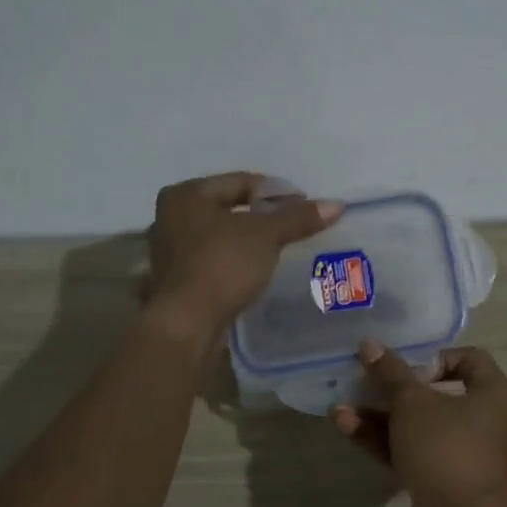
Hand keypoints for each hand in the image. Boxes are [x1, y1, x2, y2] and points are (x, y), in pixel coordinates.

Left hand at [145, 173, 341, 345]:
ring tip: (279, 250)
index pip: (240, 181)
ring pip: (219, 236)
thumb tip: (337, 204)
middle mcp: (169, 218)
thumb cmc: (222, 265)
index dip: (276, 191)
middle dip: (261, 216)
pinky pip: (213, 260)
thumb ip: (299, 217)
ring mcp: (169, 252)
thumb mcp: (266, 236)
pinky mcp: (175, 282)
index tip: (303, 206)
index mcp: (185, 195)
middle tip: (293, 226)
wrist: (186, 325)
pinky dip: (234, 261)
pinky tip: (255, 272)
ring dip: (247, 241)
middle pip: (228, 208)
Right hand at [331, 340, 506, 506]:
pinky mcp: (441, 482)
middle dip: (393, 389)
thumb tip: (370, 345)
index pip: (469, 358)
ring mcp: (461, 454)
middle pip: (435, 394)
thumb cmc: (447, 449)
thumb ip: (390, 373)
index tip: (407, 365)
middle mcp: (482, 421)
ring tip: (340, 409)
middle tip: (362, 382)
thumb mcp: (413, 403)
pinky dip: (382, 441)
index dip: (436, 356)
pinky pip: (410, 452)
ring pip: (416, 426)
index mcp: (490, 393)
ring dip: (378, 416)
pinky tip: (347, 429)